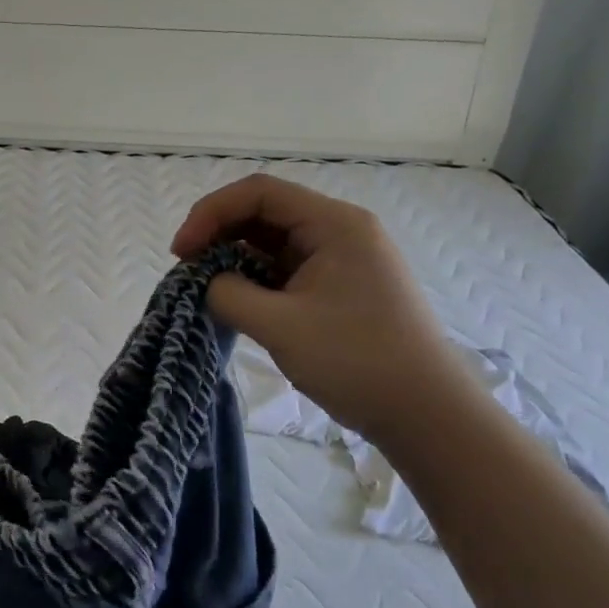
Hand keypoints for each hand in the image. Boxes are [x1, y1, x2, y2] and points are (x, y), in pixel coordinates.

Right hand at [172, 174, 472, 443]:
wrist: (427, 415)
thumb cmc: (357, 361)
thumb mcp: (280, 326)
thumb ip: (229, 294)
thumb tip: (207, 282)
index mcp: (335, 224)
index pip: (259, 192)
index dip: (211, 213)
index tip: (181, 252)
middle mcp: (340, 231)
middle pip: (265, 212)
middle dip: (219, 233)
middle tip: (187, 269)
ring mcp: (342, 260)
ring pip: (273, 242)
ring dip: (234, 257)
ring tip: (206, 287)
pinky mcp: (340, 288)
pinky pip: (286, 269)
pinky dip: (255, 279)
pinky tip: (236, 301)